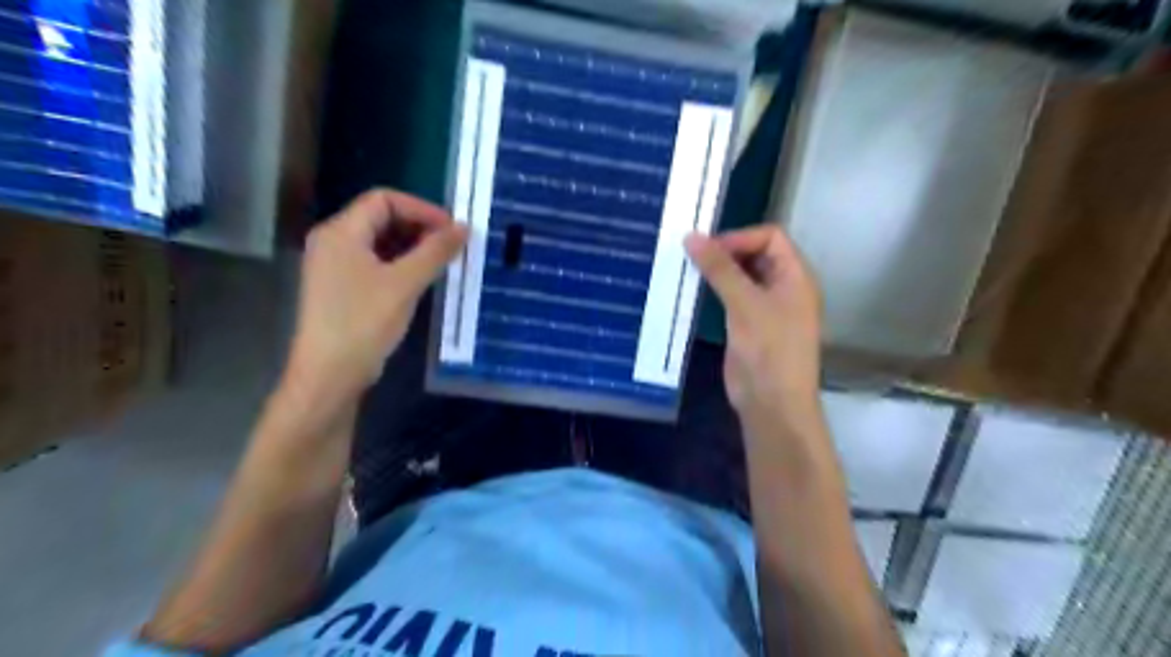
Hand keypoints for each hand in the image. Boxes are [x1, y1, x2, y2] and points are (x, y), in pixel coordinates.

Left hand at [282, 188, 468, 405]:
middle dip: (419, 227)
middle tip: (451, 246)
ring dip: (413, 247)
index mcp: (341, 232)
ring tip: (442, 263)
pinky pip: (376, 263)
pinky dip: (401, 264)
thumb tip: (464, 228)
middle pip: (381, 218)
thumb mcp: (405, 283)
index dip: (421, 209)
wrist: (330, 374)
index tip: (452, 229)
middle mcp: (333, 242)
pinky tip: (422, 280)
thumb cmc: (364, 322)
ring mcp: (335, 266)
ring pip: (380, 242)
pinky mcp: (342, 288)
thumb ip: (435, 252)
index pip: (384, 199)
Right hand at [687, 222, 820, 436]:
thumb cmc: (768, 350)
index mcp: (796, 276)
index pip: (771, 237)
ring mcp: (767, 307)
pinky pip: (733, 297)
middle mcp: (785, 287)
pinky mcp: (750, 325)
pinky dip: (716, 290)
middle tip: (693, 256)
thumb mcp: (745, 304)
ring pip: (743, 276)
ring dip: (719, 271)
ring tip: (689, 269)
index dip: (740, 238)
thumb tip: (692, 236)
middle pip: (757, 254)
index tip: (708, 249)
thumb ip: (720, 269)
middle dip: (727, 252)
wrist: (772, 403)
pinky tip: (695, 292)